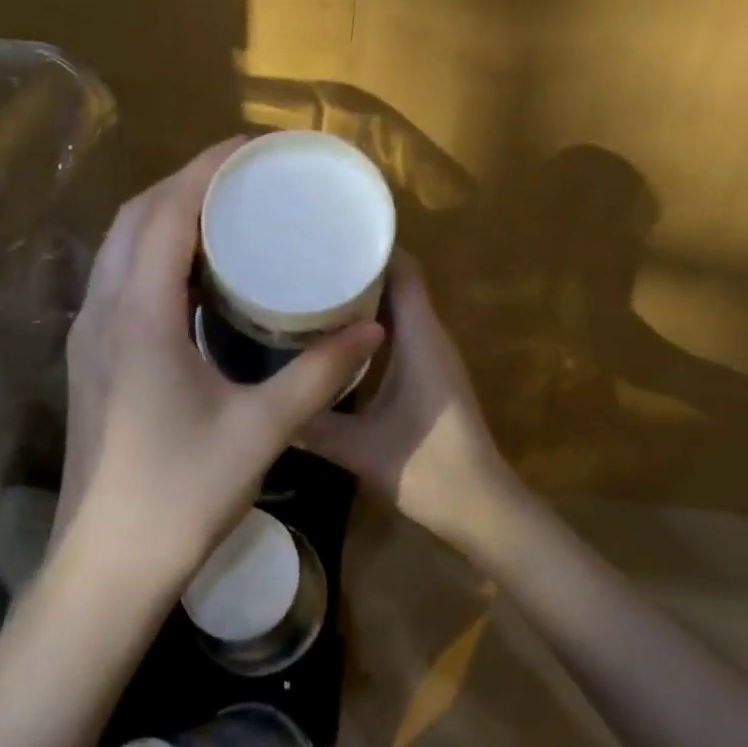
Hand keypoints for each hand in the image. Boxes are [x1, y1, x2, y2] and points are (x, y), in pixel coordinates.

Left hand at [57, 138, 384, 597]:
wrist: (104, 567)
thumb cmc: (180, 495)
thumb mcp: (261, 430)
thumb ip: (320, 374)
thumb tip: (372, 327)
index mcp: (140, 314)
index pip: (168, 212)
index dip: (207, 169)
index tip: (252, 147)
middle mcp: (103, 310)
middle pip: (138, 216)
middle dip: (188, 182)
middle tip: (244, 176)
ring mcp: (87, 334)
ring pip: (121, 245)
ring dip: (166, 214)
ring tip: (223, 211)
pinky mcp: (90, 357)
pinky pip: (119, 276)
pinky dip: (154, 251)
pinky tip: (193, 273)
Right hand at [304, 253, 520, 550]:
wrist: (481, 508)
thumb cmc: (427, 468)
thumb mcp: (359, 448)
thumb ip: (312, 424)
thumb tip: (266, 405)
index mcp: (421, 338)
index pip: (404, 271)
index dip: (372, 248)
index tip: (331, 238)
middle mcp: (431, 337)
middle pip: (399, 282)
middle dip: (358, 269)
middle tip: (310, 262)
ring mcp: (433, 356)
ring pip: (399, 307)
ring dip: (364, 296)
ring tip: (315, 290)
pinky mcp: (430, 375)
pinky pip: (401, 331)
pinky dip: (372, 324)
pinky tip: (337, 337)